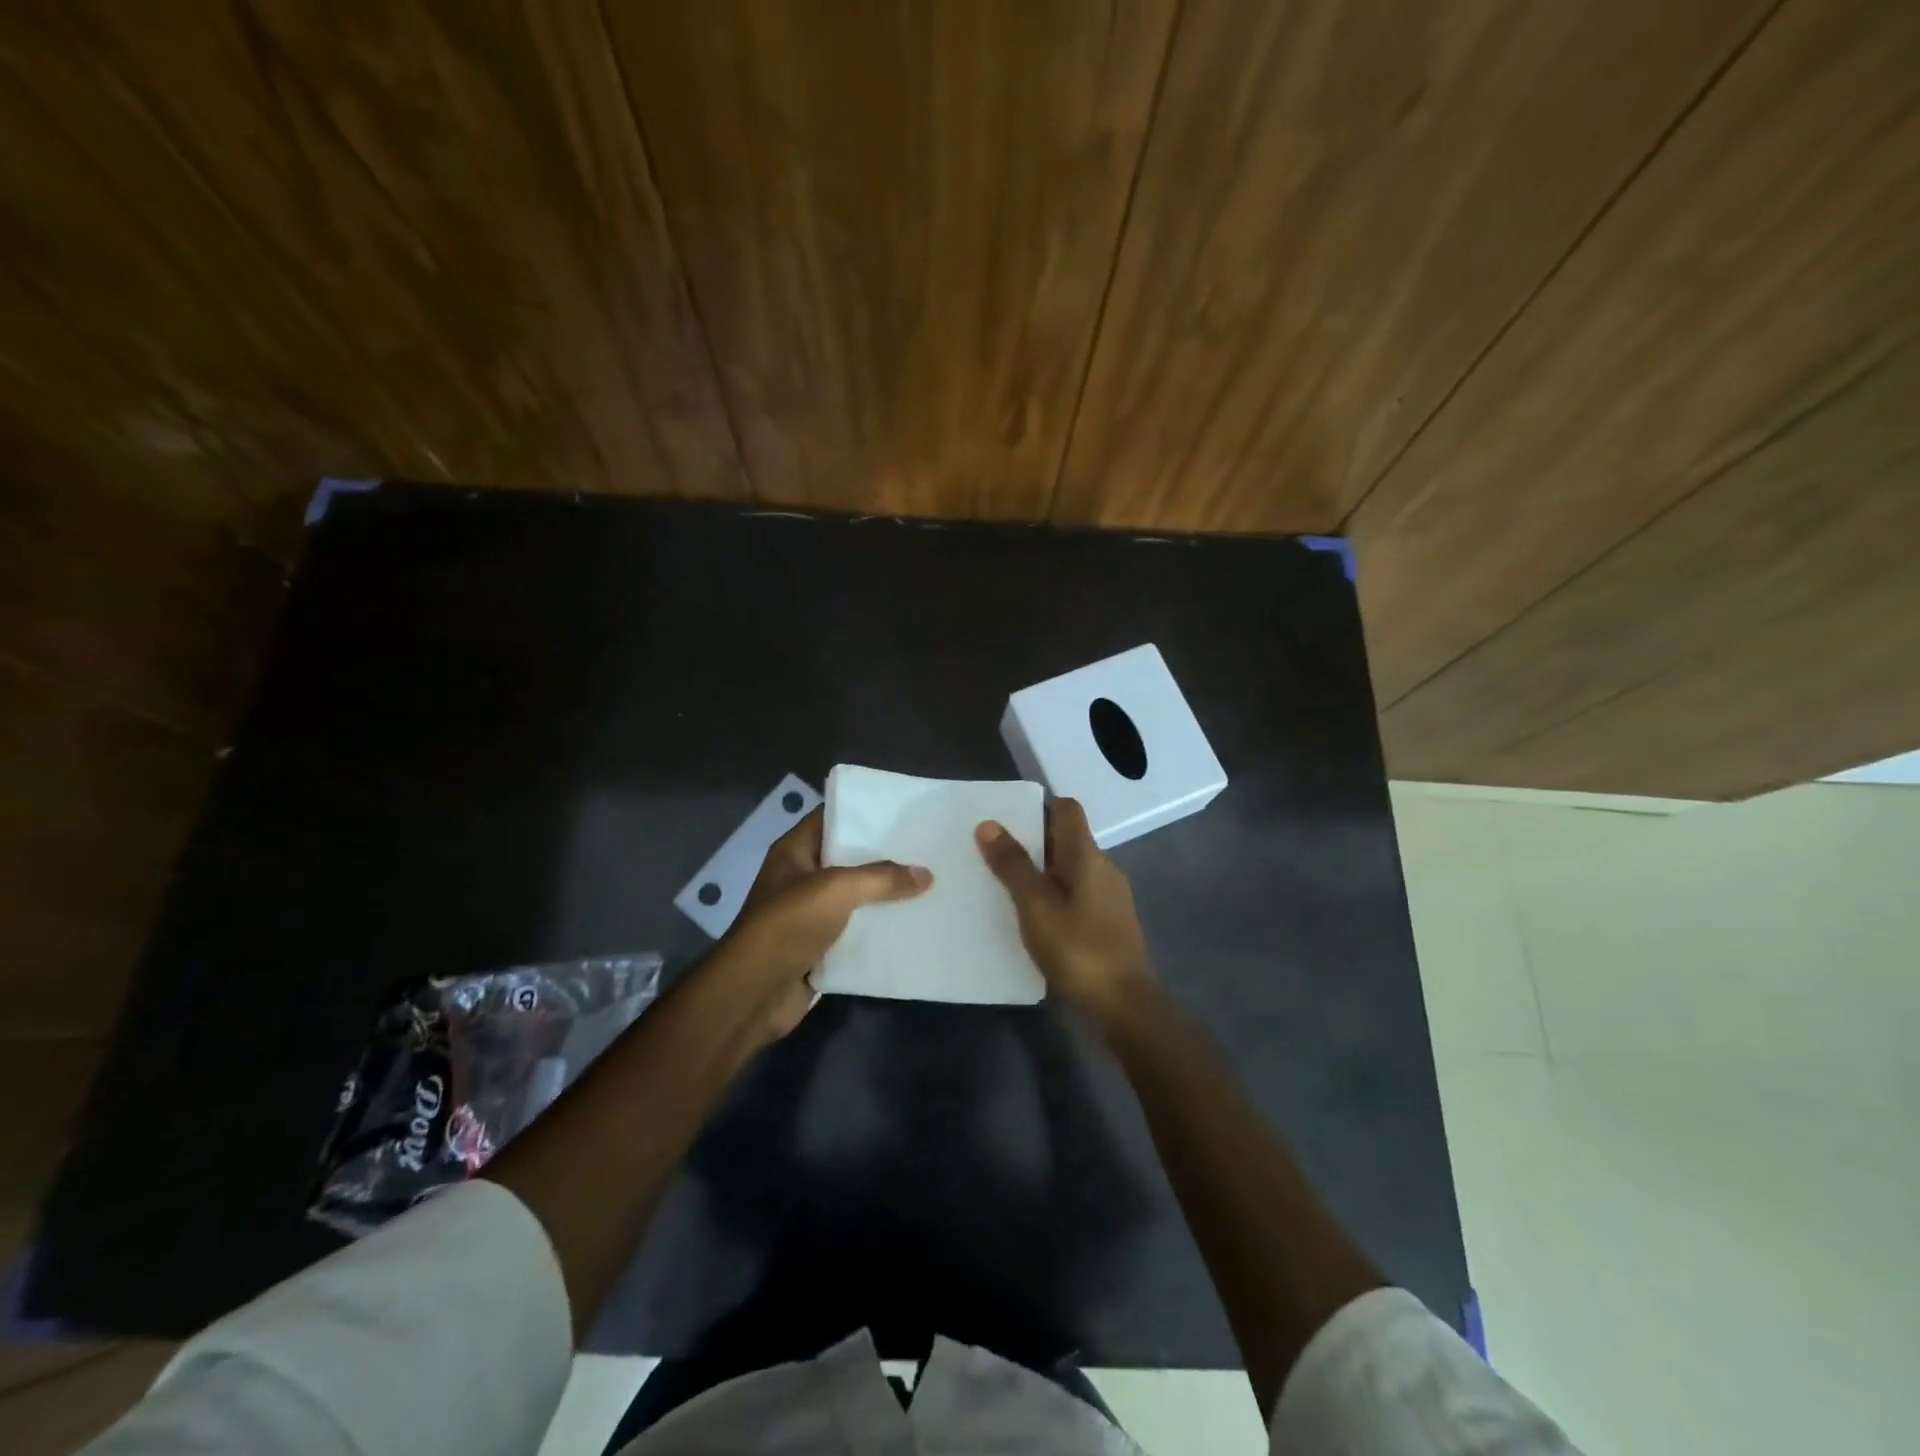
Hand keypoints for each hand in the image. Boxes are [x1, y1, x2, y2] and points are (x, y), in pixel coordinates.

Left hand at [716, 807, 930, 1040]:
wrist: (754, 993)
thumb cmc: (789, 924)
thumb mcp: (837, 889)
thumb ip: (882, 878)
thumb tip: (925, 874)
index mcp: (794, 852)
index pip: (831, 818)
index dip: (863, 812)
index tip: (901, 812)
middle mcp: (800, 878)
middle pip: (847, 858)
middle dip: (883, 855)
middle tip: (925, 848)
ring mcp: (809, 914)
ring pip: (854, 897)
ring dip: (884, 895)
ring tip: (928, 884)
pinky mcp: (819, 947)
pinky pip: (854, 931)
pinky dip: (877, 930)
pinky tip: (911, 924)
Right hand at [975, 798, 1155, 1025]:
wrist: (1124, 1006)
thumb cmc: (1078, 950)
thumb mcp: (1035, 906)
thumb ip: (1012, 865)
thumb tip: (989, 825)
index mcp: (1087, 856)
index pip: (1067, 809)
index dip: (1037, 808)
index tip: (1006, 822)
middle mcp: (1103, 868)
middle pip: (1066, 839)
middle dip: (1031, 842)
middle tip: (992, 854)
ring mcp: (1109, 897)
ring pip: (1069, 870)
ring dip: (1040, 872)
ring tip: (1003, 887)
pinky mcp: (1108, 923)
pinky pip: (1076, 895)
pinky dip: (1053, 896)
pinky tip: (1031, 918)